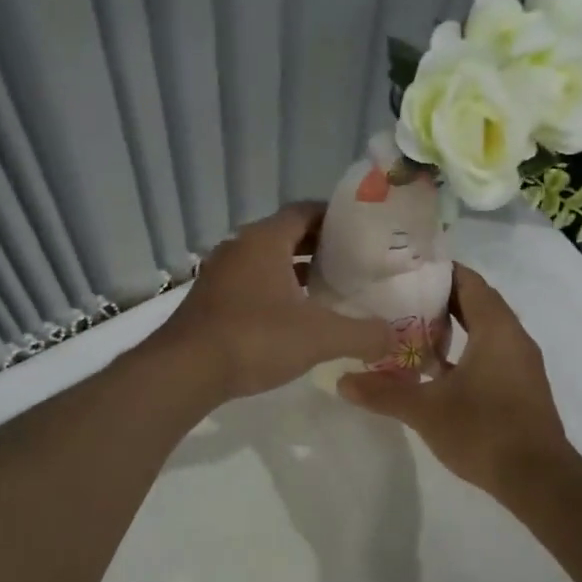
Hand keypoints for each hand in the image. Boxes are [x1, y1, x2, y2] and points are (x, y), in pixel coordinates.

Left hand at [154, 203, 394, 401]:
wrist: (185, 370)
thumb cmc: (255, 339)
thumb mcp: (320, 337)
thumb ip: (363, 334)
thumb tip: (396, 337)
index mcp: (265, 240)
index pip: (305, 211)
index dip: (335, 217)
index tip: (362, 232)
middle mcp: (240, 246)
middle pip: (286, 234)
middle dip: (320, 245)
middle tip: (354, 262)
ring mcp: (220, 272)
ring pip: (266, 260)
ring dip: (296, 269)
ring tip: (329, 288)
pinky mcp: (209, 298)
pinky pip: (250, 281)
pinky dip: (275, 288)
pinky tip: (293, 315)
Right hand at [337, 264, 575, 493]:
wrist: (539, 480)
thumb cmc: (484, 431)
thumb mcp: (426, 410)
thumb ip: (383, 392)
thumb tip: (342, 382)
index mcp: (496, 328)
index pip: (468, 281)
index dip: (438, 271)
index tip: (405, 268)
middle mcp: (513, 337)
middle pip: (476, 302)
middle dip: (440, 297)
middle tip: (398, 295)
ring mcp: (521, 363)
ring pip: (485, 329)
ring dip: (453, 325)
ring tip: (410, 327)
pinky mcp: (521, 386)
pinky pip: (490, 352)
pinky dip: (465, 350)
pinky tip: (435, 368)